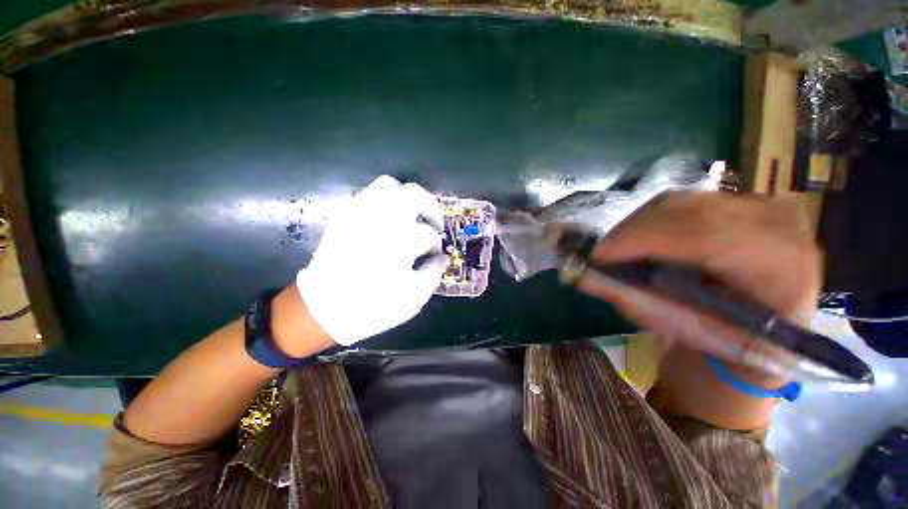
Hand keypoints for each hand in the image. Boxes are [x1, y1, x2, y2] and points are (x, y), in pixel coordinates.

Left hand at [296, 175, 448, 345]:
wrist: (323, 309)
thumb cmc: (373, 306)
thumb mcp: (414, 297)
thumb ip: (434, 273)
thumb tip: (443, 258)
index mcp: (400, 242)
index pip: (429, 233)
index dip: (436, 245)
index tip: (435, 255)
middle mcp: (381, 220)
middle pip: (414, 194)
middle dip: (430, 208)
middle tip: (434, 224)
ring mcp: (360, 214)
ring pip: (389, 186)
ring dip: (407, 199)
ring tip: (412, 216)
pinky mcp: (345, 216)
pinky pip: (368, 195)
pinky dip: (385, 203)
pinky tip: (388, 221)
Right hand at [578, 192, 822, 375]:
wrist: (767, 327)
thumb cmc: (727, 338)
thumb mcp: (682, 327)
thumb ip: (634, 300)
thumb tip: (582, 277)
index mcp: (781, 267)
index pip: (704, 236)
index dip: (643, 241)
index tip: (598, 256)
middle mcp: (779, 225)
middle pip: (687, 210)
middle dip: (631, 231)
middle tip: (601, 253)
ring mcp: (761, 206)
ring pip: (680, 201)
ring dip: (637, 225)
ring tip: (617, 248)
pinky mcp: (741, 201)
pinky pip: (683, 201)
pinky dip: (649, 219)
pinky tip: (638, 238)